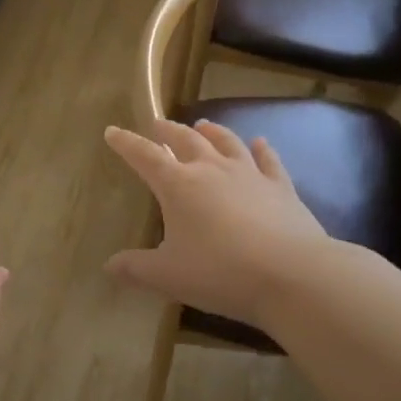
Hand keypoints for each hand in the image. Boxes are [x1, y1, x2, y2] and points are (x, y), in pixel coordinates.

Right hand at [104, 120, 333, 330]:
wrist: (292, 274)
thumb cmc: (220, 272)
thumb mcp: (168, 276)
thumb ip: (136, 269)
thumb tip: (108, 266)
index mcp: (178, 185)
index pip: (144, 156)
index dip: (126, 143)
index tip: (112, 132)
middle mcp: (211, 169)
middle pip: (186, 140)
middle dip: (168, 131)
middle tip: (158, 125)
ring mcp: (249, 175)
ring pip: (226, 142)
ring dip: (212, 131)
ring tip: (203, 124)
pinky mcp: (281, 187)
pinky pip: (269, 160)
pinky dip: (262, 149)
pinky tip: (260, 142)